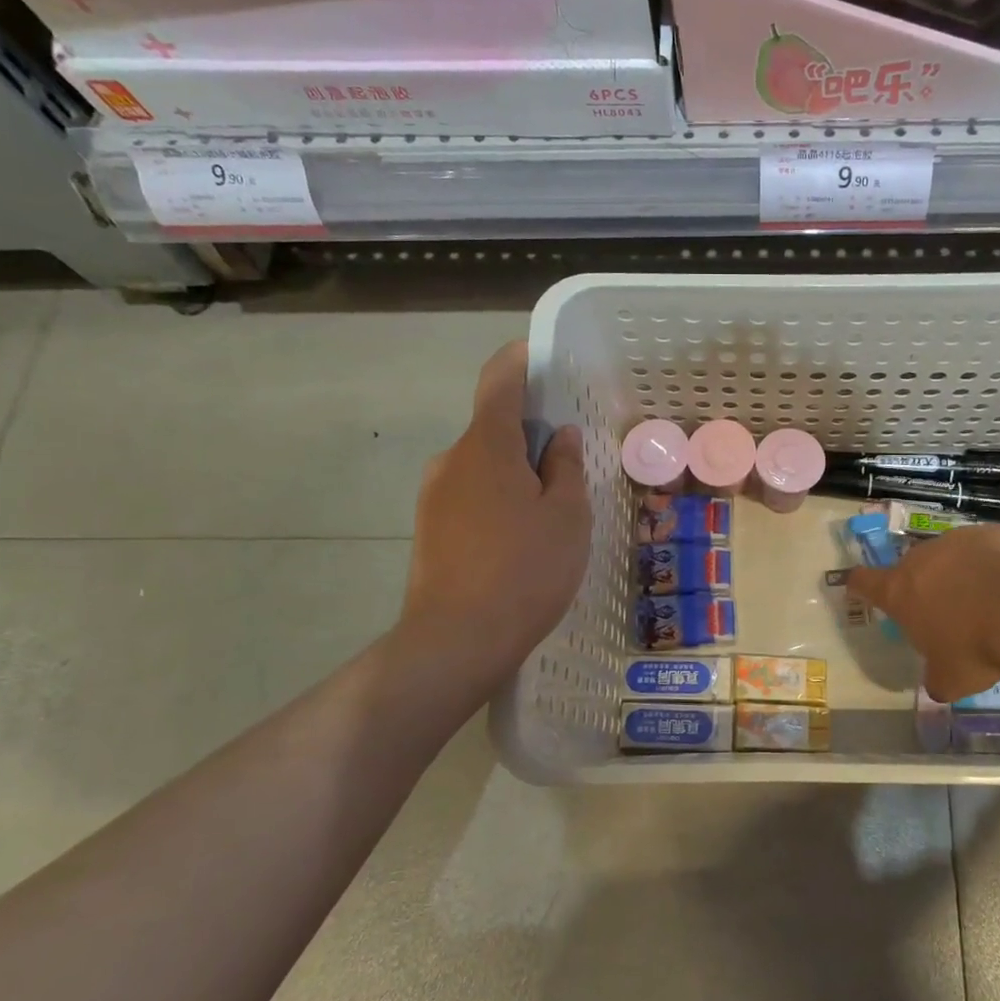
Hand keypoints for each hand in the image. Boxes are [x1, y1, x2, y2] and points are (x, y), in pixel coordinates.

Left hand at [403, 342, 589, 669]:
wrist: (457, 640)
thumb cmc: (525, 569)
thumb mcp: (567, 515)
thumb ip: (566, 467)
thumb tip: (558, 438)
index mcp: (486, 445)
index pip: (499, 380)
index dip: (521, 360)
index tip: (545, 359)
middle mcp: (451, 460)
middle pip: (493, 428)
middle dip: (530, 436)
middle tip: (569, 465)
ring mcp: (434, 497)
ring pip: (483, 467)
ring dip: (515, 474)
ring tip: (550, 514)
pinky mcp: (430, 530)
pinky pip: (471, 497)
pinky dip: (498, 502)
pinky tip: (522, 541)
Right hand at [847, 525, 999, 701]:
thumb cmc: (977, 647)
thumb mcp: (951, 679)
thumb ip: (936, 678)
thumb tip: (937, 682)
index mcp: (899, 592)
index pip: (863, 582)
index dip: (859, 585)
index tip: (858, 587)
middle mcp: (919, 559)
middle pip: (909, 569)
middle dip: (921, 587)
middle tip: (944, 613)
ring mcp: (953, 541)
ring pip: (946, 557)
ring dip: (956, 574)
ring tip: (984, 599)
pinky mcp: (987, 532)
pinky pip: (981, 549)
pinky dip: (988, 563)